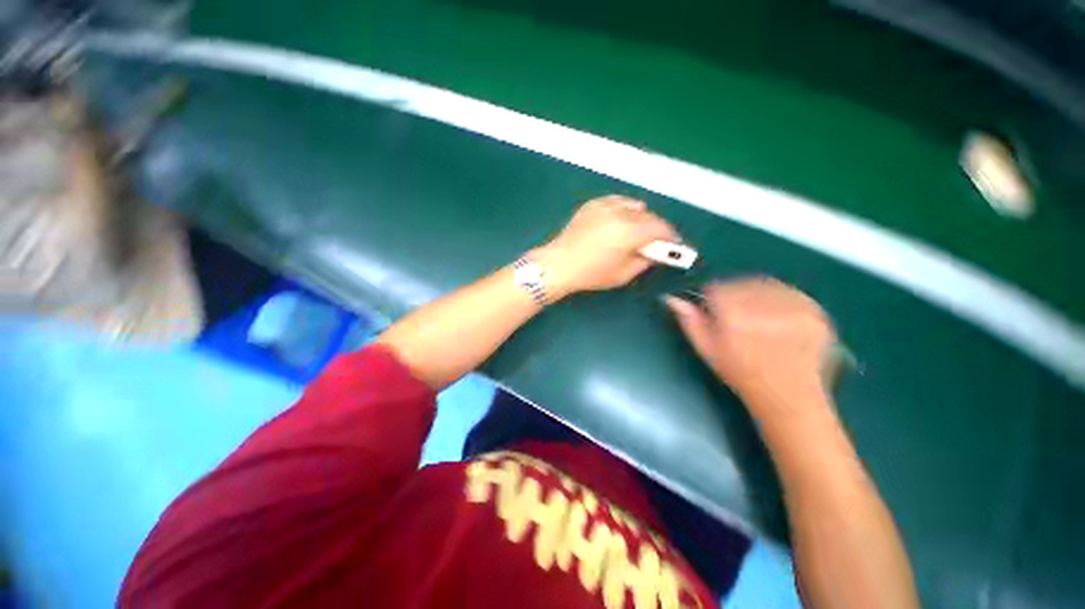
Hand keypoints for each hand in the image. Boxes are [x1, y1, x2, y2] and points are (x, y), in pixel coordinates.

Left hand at [536, 196, 677, 297]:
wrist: (559, 264)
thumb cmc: (591, 274)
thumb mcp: (623, 274)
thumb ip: (645, 261)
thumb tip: (655, 252)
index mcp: (630, 231)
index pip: (661, 228)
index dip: (671, 237)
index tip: (673, 245)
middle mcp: (621, 213)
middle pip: (649, 216)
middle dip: (657, 228)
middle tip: (655, 242)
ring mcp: (605, 205)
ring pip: (634, 206)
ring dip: (641, 217)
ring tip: (635, 231)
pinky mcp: (593, 204)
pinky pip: (617, 201)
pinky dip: (624, 209)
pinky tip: (619, 221)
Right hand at [665, 277, 836, 413]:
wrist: (789, 398)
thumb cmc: (741, 374)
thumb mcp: (707, 350)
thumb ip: (689, 321)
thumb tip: (672, 299)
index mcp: (733, 316)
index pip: (716, 288)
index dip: (713, 299)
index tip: (717, 311)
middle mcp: (764, 307)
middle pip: (741, 283)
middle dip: (736, 295)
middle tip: (739, 317)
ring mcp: (795, 309)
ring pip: (766, 285)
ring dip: (758, 296)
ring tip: (760, 319)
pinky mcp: (816, 312)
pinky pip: (791, 292)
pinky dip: (782, 300)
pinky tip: (780, 319)